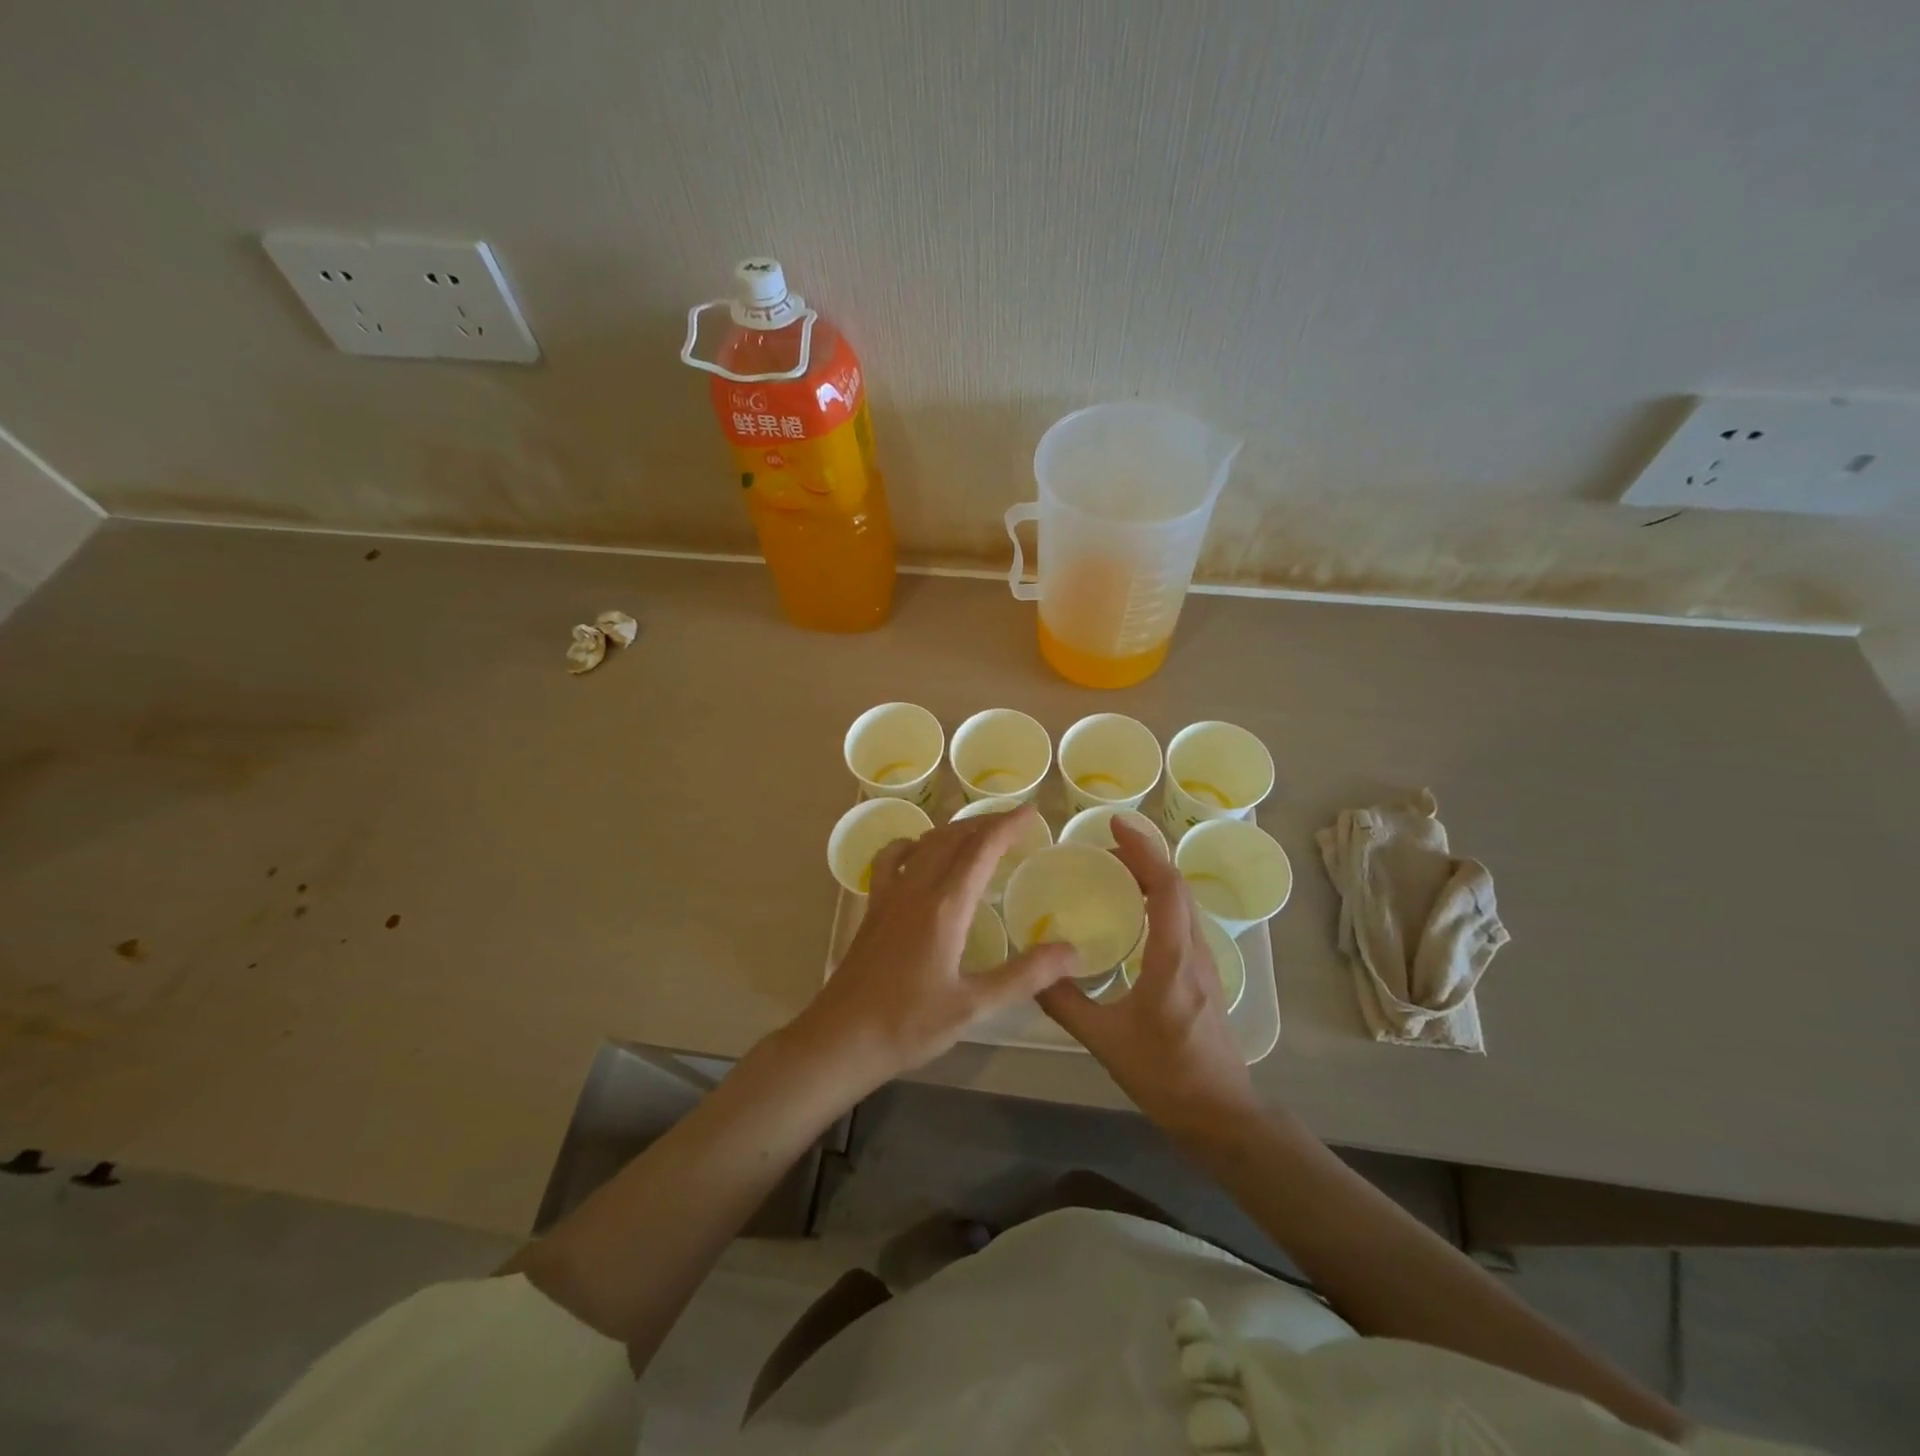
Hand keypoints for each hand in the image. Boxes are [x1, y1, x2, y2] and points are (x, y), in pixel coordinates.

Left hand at [789, 805, 1080, 1094]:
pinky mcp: (873, 907)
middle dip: (986, 822)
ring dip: (954, 830)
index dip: (1007, 825)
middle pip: (953, 838)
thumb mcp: (973, 1006)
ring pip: (924, 843)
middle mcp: (916, 889)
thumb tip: (1072, 952)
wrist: (842, 1038)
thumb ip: (1024, 976)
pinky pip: (891, 859)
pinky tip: (917, 852)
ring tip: (978, 834)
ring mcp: (889, 895)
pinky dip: (911, 845)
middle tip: (1014, 822)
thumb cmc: (909, 1024)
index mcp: (945, 907)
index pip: (981, 849)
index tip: (1031, 811)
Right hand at [1038, 819, 1255, 1131]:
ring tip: (1114, 870)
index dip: (1143, 849)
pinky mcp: (1203, 974)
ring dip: (1153, 876)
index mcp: (1173, 959)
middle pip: (1176, 886)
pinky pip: (1182, 919)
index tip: (1115, 824)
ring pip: (1182, 902)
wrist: (1221, 1114)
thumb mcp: (1104, 1041)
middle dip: (1143, 856)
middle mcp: (1194, 951)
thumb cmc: (1165, 1075)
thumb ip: (1065, 1003)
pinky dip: (1158, 899)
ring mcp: (1204, 962)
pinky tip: (1133, 912)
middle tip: (1104, 847)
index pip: (1166, 887)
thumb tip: (1031, 970)